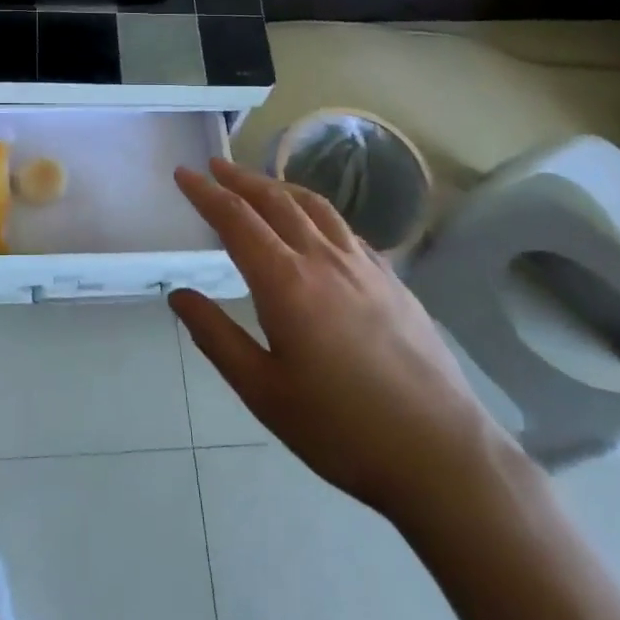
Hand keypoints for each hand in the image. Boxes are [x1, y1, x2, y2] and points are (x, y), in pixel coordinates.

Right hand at [170, 159, 521, 528]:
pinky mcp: (392, 280)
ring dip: (280, 187)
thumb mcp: (262, 391)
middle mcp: (323, 259)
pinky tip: (316, 227)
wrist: (441, 454)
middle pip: (275, 200)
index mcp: (285, 282)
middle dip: (240, 178)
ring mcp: (364, 266)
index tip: (184, 173)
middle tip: (215, 165)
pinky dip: (317, 212)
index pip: (236, 219)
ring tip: (260, 184)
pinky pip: (345, 228)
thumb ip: (215, 336)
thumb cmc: (340, 428)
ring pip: (315, 206)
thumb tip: (178, 294)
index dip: (206, 192)